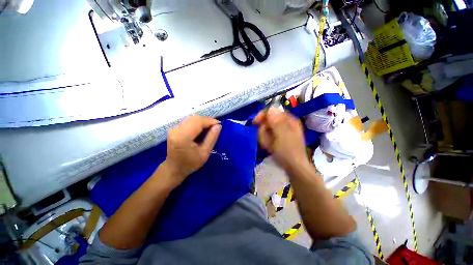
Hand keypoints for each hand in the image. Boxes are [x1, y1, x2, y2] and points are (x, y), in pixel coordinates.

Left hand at [162, 115, 221, 187]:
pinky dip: (197, 123)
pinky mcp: (174, 128)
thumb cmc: (190, 164)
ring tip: (209, 129)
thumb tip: (218, 125)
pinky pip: (189, 121)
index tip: (219, 124)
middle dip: (207, 120)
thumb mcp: (205, 153)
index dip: (210, 121)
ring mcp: (174, 128)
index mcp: (183, 137)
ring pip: (192, 118)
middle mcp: (176, 130)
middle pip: (195, 118)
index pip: (198, 122)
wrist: (174, 168)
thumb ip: (212, 138)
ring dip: (202, 121)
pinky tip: (201, 130)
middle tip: (215, 127)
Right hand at [253, 108, 307, 172]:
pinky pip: (267, 135)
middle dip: (263, 130)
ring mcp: (280, 131)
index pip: (272, 111)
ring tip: (269, 146)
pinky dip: (266, 141)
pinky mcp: (277, 138)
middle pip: (267, 120)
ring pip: (265, 129)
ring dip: (264, 137)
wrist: (294, 167)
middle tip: (266, 141)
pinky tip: (270, 147)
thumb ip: (277, 122)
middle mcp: (284, 123)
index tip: (255, 123)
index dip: (262, 115)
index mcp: (288, 120)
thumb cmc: (288, 152)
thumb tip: (270, 109)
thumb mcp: (282, 136)